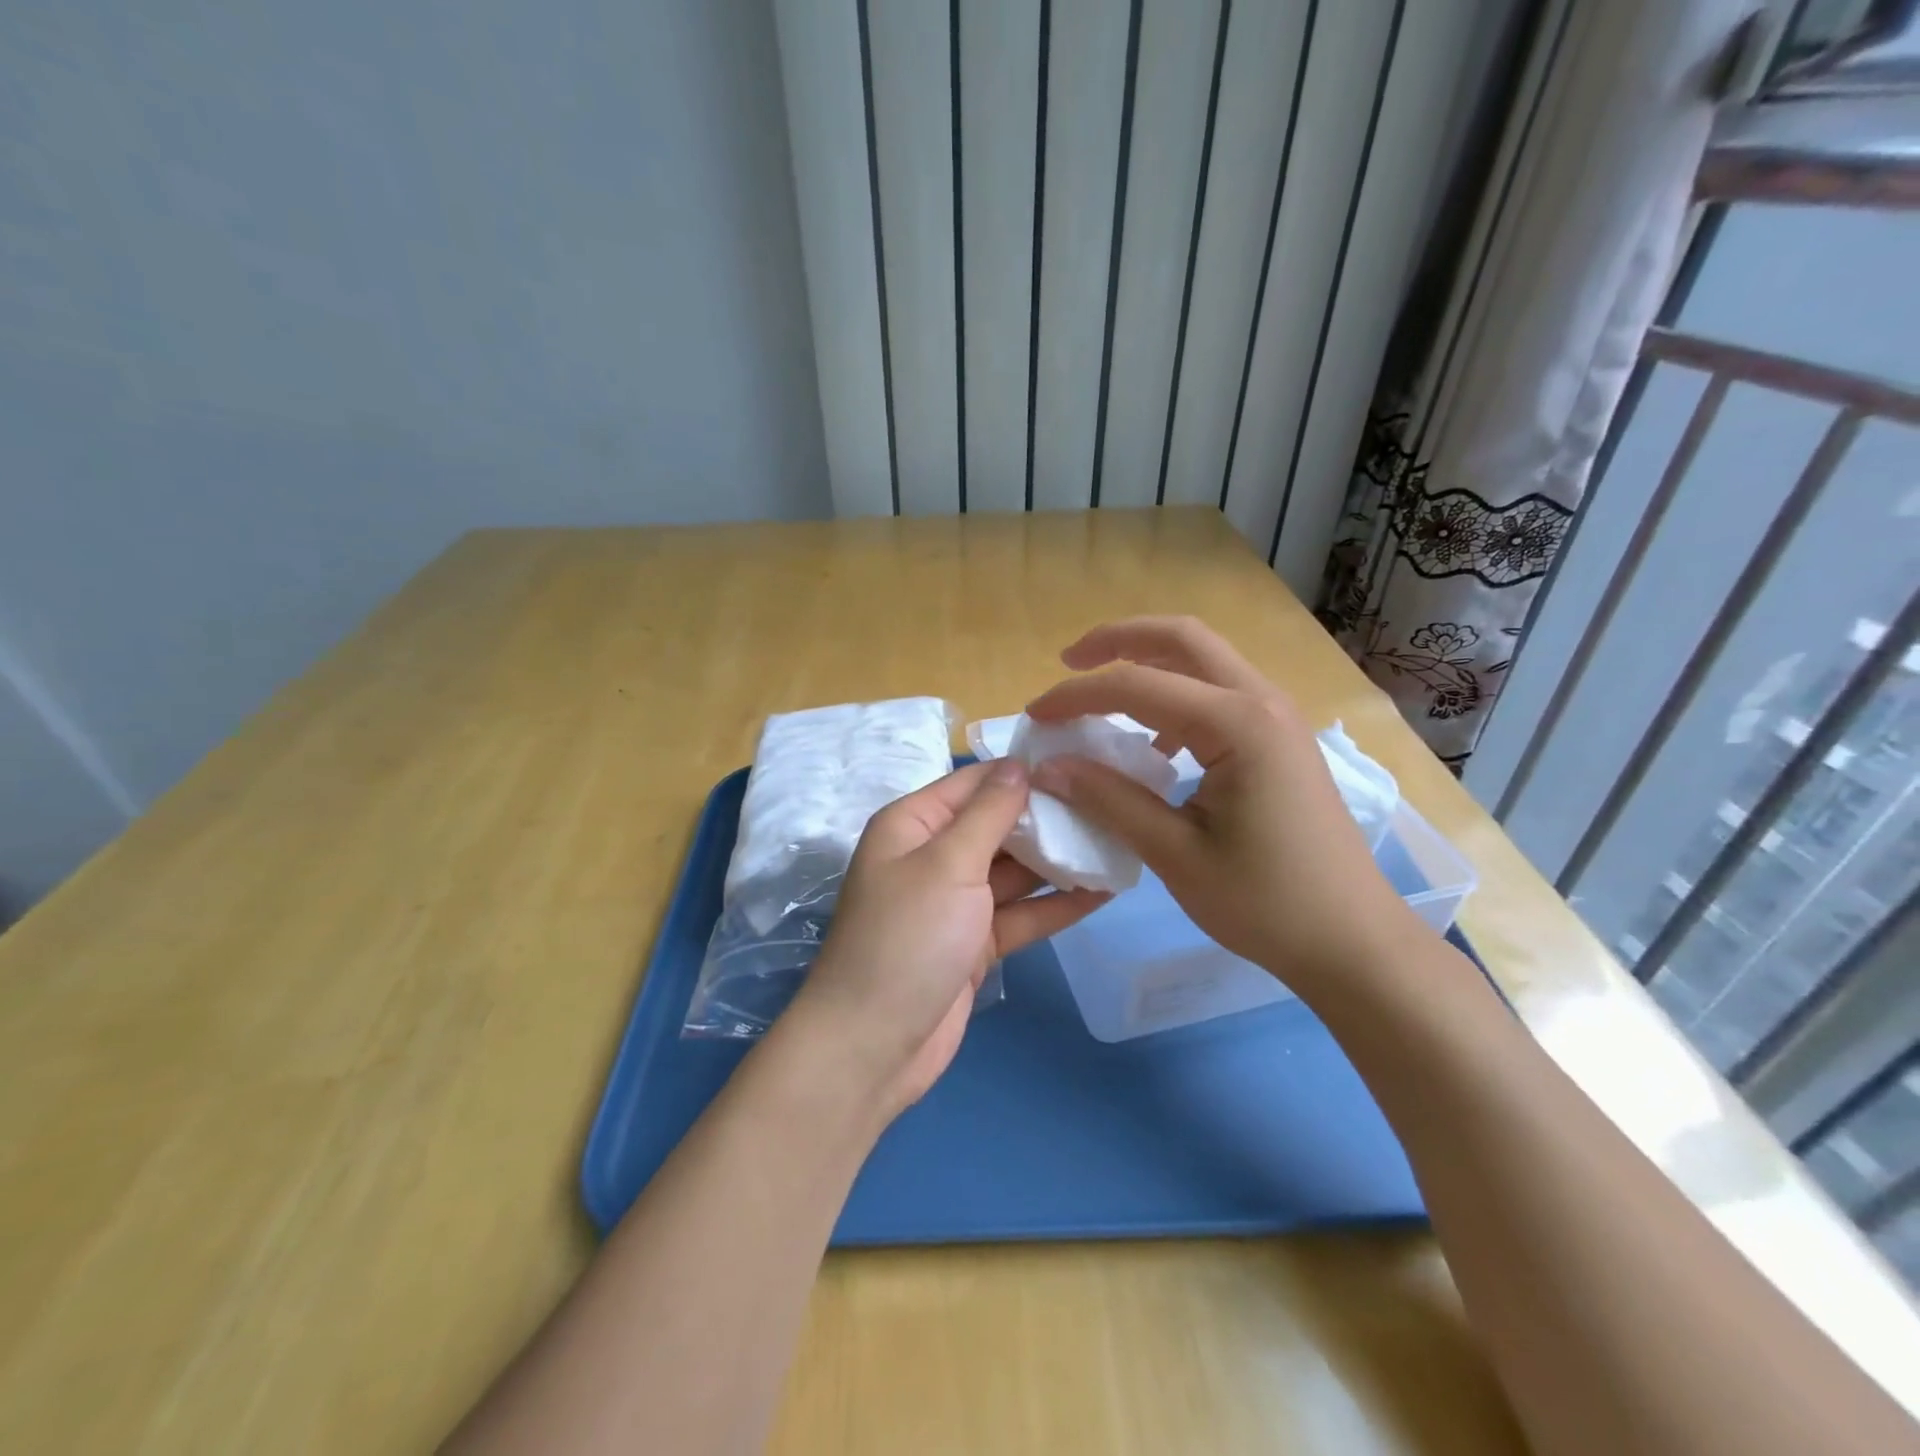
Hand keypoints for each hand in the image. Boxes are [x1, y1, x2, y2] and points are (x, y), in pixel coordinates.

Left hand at [789, 759, 1107, 1115]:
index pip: (975, 783)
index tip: (1082, 764)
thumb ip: (989, 813)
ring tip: (1117, 843)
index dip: (1024, 773)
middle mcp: (933, 856)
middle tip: (1111, 806)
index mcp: (913, 825)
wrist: (873, 1046)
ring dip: (1059, 862)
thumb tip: (1019, 764)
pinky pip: (1020, 914)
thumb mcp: (948, 864)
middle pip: (998, 826)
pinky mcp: (974, 943)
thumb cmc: (907, 939)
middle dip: (1049, 818)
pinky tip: (1103, 892)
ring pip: (1015, 872)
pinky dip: (1055, 906)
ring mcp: (955, 903)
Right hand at [1026, 617, 1423, 1001]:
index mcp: (1238, 725)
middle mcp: (1262, 702)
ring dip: (1149, 662)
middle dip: (1118, 640)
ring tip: (1102, 690)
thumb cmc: (1266, 903)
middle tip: (1069, 661)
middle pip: (1182, 638)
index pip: (1138, 686)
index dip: (1077, 695)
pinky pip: (1219, 694)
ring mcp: (1278, 718)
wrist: (1352, 941)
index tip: (1034, 716)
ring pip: (1204, 660)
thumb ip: (1110, 800)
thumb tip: (1049, 767)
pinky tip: (1154, 743)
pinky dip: (1176, 696)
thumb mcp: (1175, 854)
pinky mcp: (1280, 740)